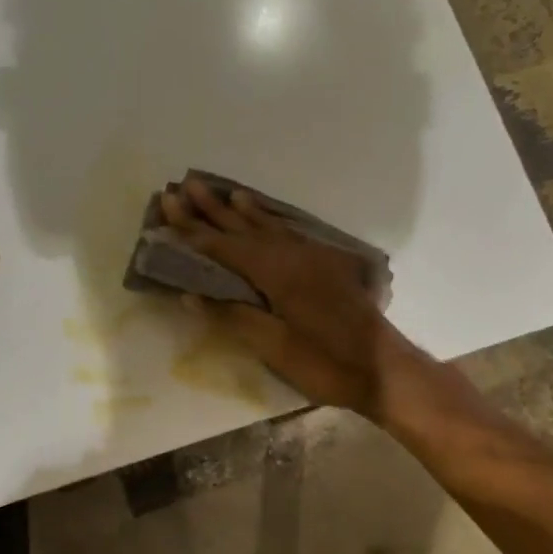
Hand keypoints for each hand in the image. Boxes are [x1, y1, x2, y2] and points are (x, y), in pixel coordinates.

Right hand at [159, 180, 427, 418]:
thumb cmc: (326, 362)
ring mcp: (312, 259)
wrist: (384, 368)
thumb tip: (191, 295)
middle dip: (213, 210)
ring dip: (243, 212)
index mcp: (276, 274)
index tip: (168, 203)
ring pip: (269, 228)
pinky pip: (290, 234)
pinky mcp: (326, 267)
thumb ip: (233, 317)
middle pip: (244, 229)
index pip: (224, 246)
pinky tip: (267, 219)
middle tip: (187, 185)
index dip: (193, 228)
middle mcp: (292, 256)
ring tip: (226, 193)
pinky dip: (272, 222)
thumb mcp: (275, 347)